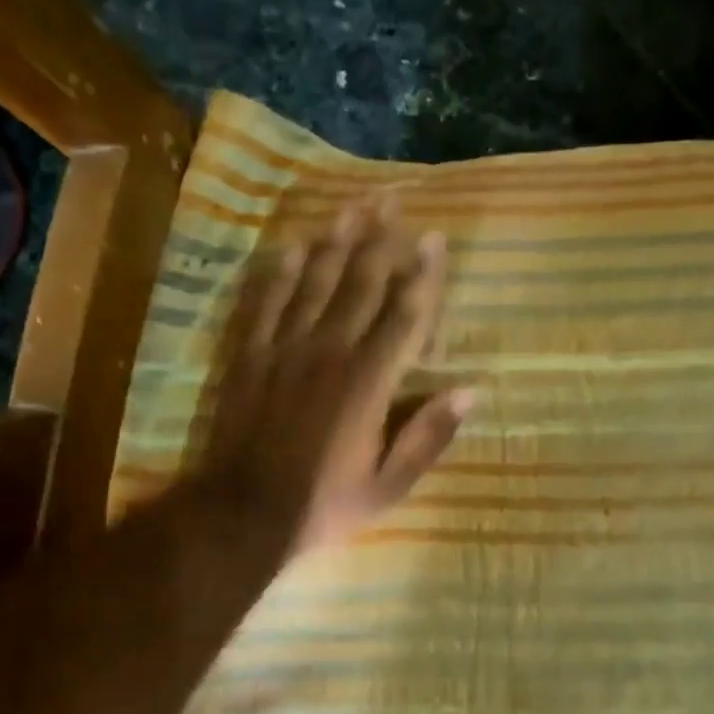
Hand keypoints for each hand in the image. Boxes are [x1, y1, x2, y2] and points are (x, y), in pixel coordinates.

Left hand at [191, 199, 472, 554]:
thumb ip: (428, 437)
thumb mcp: (388, 486)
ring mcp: (284, 349)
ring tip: (349, 208)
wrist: (244, 513)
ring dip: (333, 242)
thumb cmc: (323, 504)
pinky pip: (264, 303)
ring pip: (313, 282)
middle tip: (391, 200)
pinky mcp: (249, 357)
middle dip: (379, 240)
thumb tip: (469, 391)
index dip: (422, 276)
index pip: (404, 316)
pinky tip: (289, 247)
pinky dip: (278, 272)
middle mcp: (329, 352)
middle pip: (358, 284)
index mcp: (369, 382)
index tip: (434, 239)